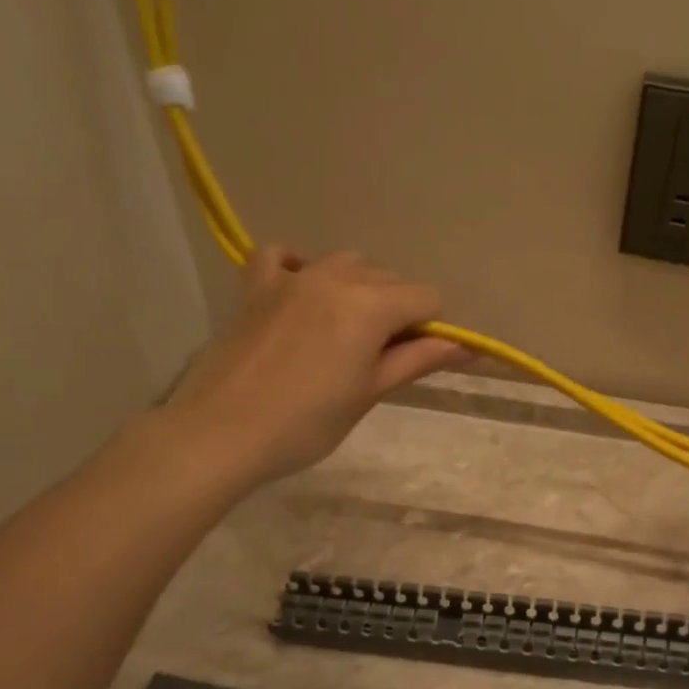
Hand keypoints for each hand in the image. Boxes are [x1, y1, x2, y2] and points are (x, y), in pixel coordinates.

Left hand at [159, 247, 468, 489]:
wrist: (221, 433)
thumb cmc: (307, 423)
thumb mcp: (370, 392)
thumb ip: (418, 360)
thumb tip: (467, 348)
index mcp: (369, 306)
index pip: (427, 298)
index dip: (434, 328)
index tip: (419, 359)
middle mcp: (334, 277)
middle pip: (390, 279)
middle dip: (400, 311)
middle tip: (383, 358)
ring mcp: (291, 277)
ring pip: (347, 263)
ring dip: (361, 289)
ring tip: (349, 333)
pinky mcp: (256, 286)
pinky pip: (283, 254)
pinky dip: (302, 265)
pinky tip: (306, 290)